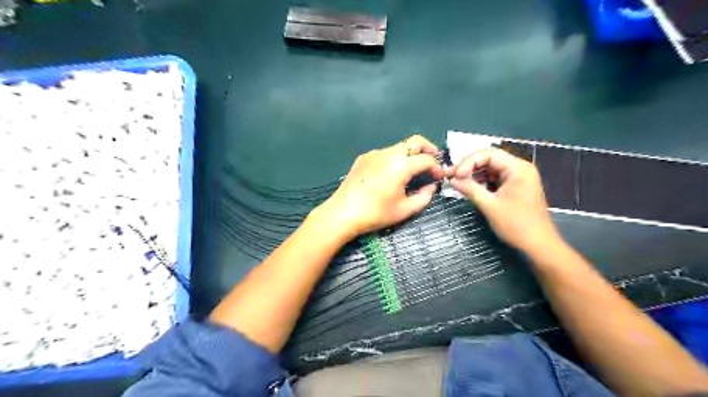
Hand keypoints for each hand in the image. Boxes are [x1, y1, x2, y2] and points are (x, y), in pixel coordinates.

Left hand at [311, 134, 441, 238]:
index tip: (439, 177)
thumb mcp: (405, 210)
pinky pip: (385, 153)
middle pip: (415, 141)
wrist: (342, 213)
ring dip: (411, 154)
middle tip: (433, 163)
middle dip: (428, 149)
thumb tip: (431, 186)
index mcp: (401, 165)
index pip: (426, 159)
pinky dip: (395, 158)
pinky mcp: (364, 158)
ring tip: (413, 171)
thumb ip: (424, 197)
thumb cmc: (375, 213)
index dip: (437, 168)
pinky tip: (392, 174)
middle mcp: (388, 153)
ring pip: (399, 146)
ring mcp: (374, 153)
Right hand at [450, 147, 560, 251]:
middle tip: (452, 176)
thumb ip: (470, 189)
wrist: (538, 245)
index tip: (455, 175)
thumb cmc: (516, 225)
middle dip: (470, 166)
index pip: (488, 154)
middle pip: (490, 158)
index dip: (468, 162)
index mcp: (518, 168)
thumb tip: (452, 179)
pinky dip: (482, 181)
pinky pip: (495, 178)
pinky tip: (470, 187)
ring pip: (491, 168)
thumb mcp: (489, 206)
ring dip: (474, 174)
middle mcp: (519, 168)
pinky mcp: (515, 187)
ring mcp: (518, 177)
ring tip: (458, 182)